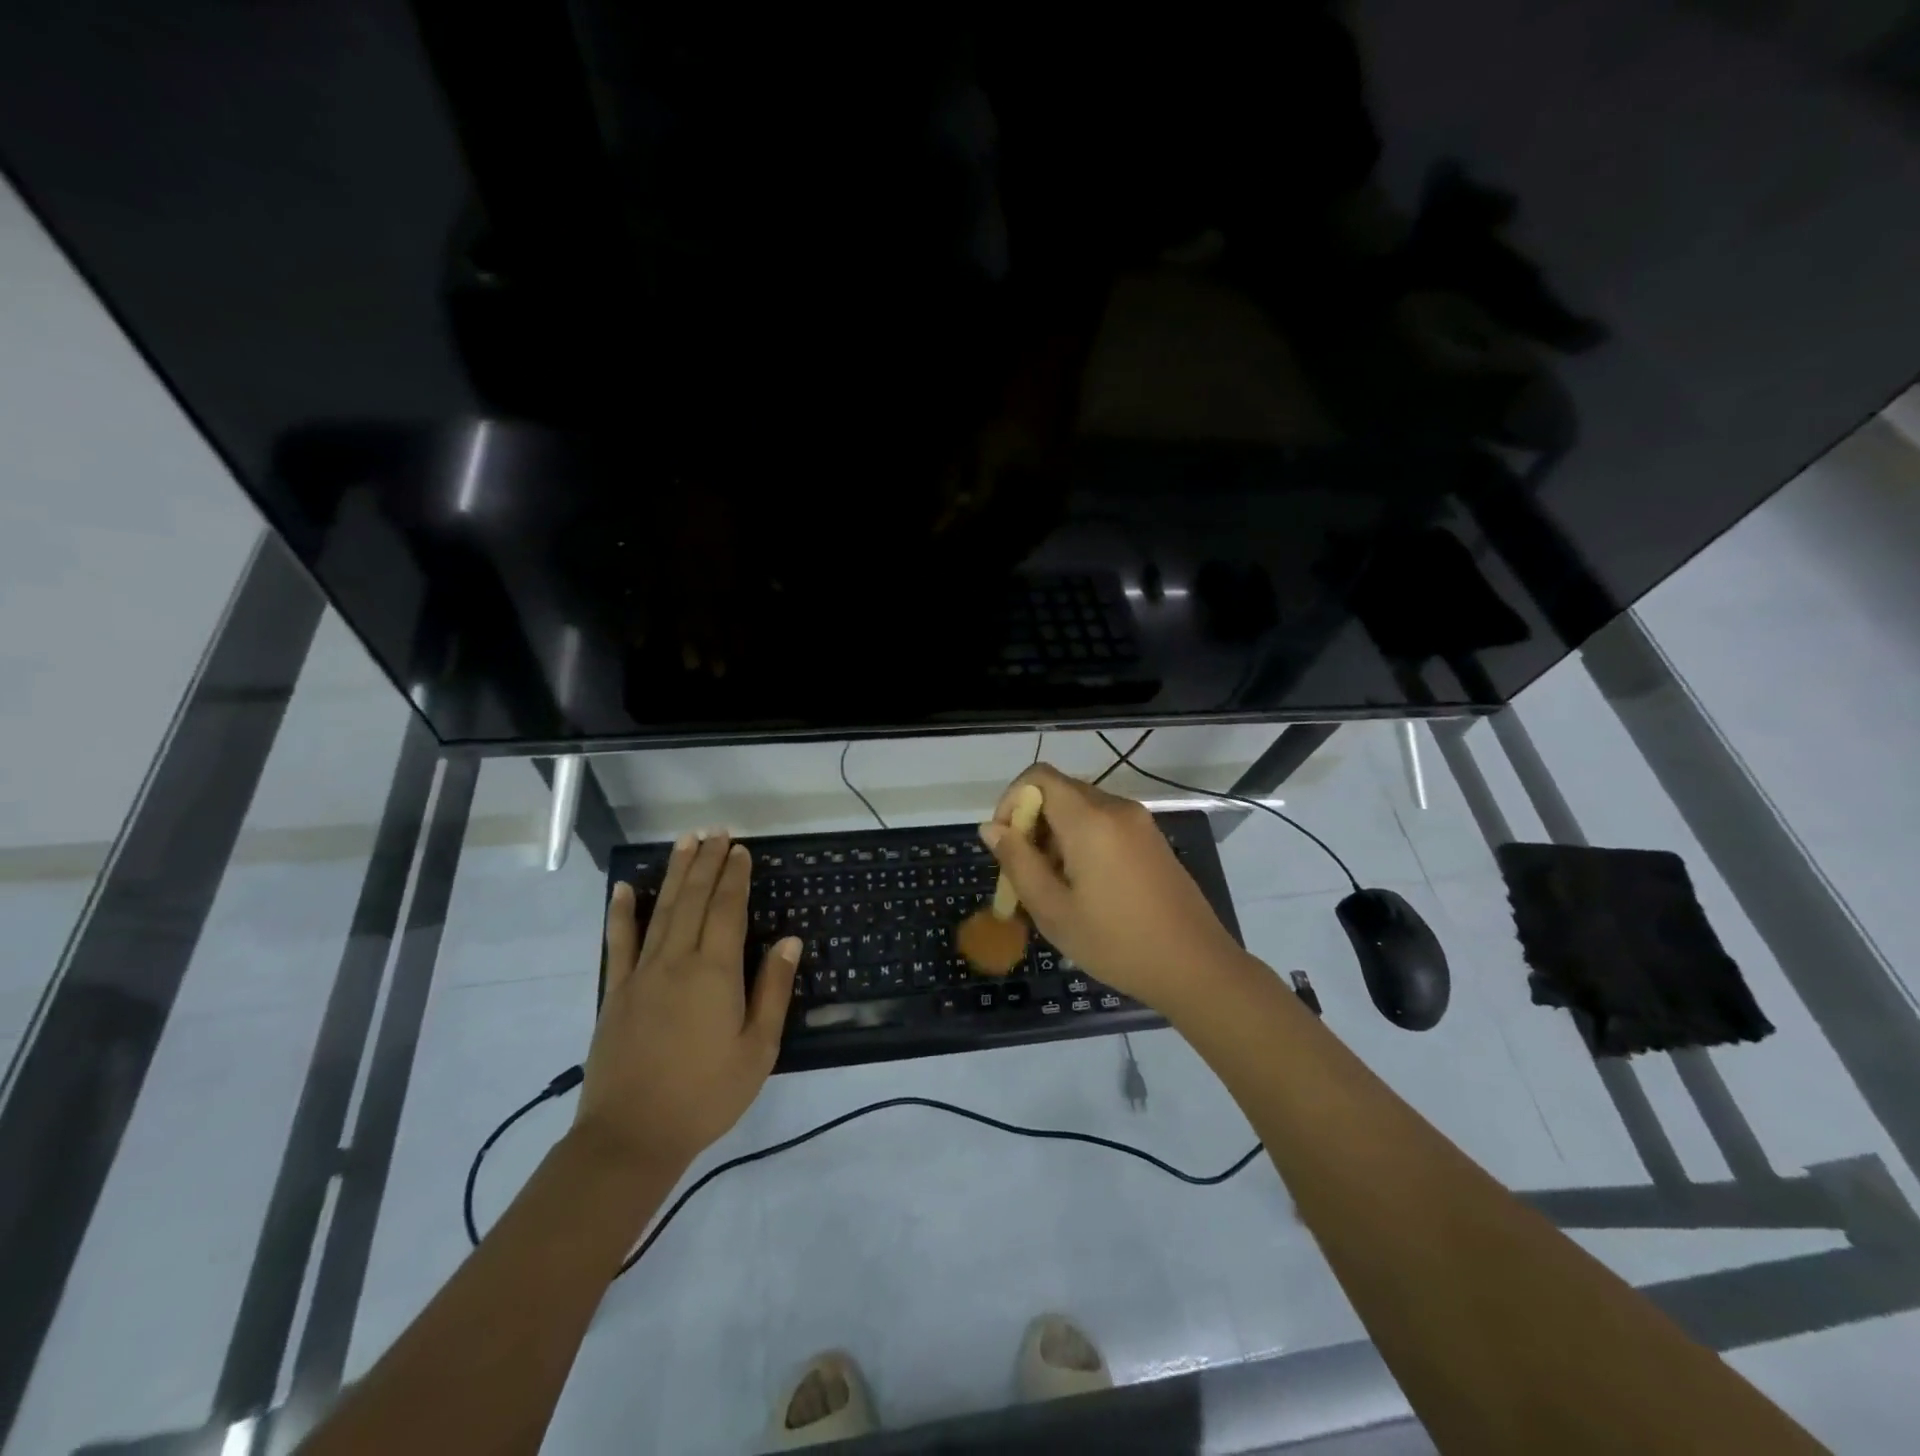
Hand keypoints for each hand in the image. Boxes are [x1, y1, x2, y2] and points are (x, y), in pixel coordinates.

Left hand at [577, 831, 799, 1173]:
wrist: (631, 1136)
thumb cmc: (706, 1094)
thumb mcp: (758, 1049)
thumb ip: (772, 990)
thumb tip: (789, 940)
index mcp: (714, 972)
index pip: (727, 909)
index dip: (735, 877)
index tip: (741, 850)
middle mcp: (676, 961)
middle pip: (694, 900)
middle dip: (706, 863)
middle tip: (716, 833)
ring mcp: (641, 974)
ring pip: (662, 910)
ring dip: (675, 873)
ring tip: (685, 842)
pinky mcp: (616, 992)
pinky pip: (619, 942)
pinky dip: (622, 913)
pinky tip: (625, 889)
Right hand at [981, 764, 1244, 1011]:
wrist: (1196, 966)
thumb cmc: (1116, 942)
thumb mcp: (1053, 910)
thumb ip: (1017, 862)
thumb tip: (990, 827)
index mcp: (1090, 820)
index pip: (1038, 777)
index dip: (1011, 800)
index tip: (1005, 843)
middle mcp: (1116, 808)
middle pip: (1059, 792)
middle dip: (1032, 823)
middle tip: (1025, 874)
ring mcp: (1139, 822)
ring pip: (1081, 809)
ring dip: (1055, 836)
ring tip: (1053, 887)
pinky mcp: (1151, 839)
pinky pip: (1104, 824)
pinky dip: (1081, 841)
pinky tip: (1084, 887)